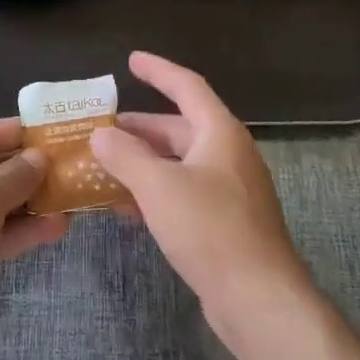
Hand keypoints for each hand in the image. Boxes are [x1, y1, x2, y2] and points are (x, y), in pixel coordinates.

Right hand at [90, 53, 314, 358]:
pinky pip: (183, 193)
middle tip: (101, 129)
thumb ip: (125, 156)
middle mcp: (227, 154)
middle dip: (139, 128)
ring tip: (104, 168)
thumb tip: (101, 134)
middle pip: (179, 128)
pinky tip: (126, 209)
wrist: (258, 299)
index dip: (158, 70)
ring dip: (143, 163)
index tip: (131, 60)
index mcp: (220, 132)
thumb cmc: (210, 229)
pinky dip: (155, 192)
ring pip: (178, 164)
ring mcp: (228, 190)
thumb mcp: (159, 187)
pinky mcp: (224, 222)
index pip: (187, 86)